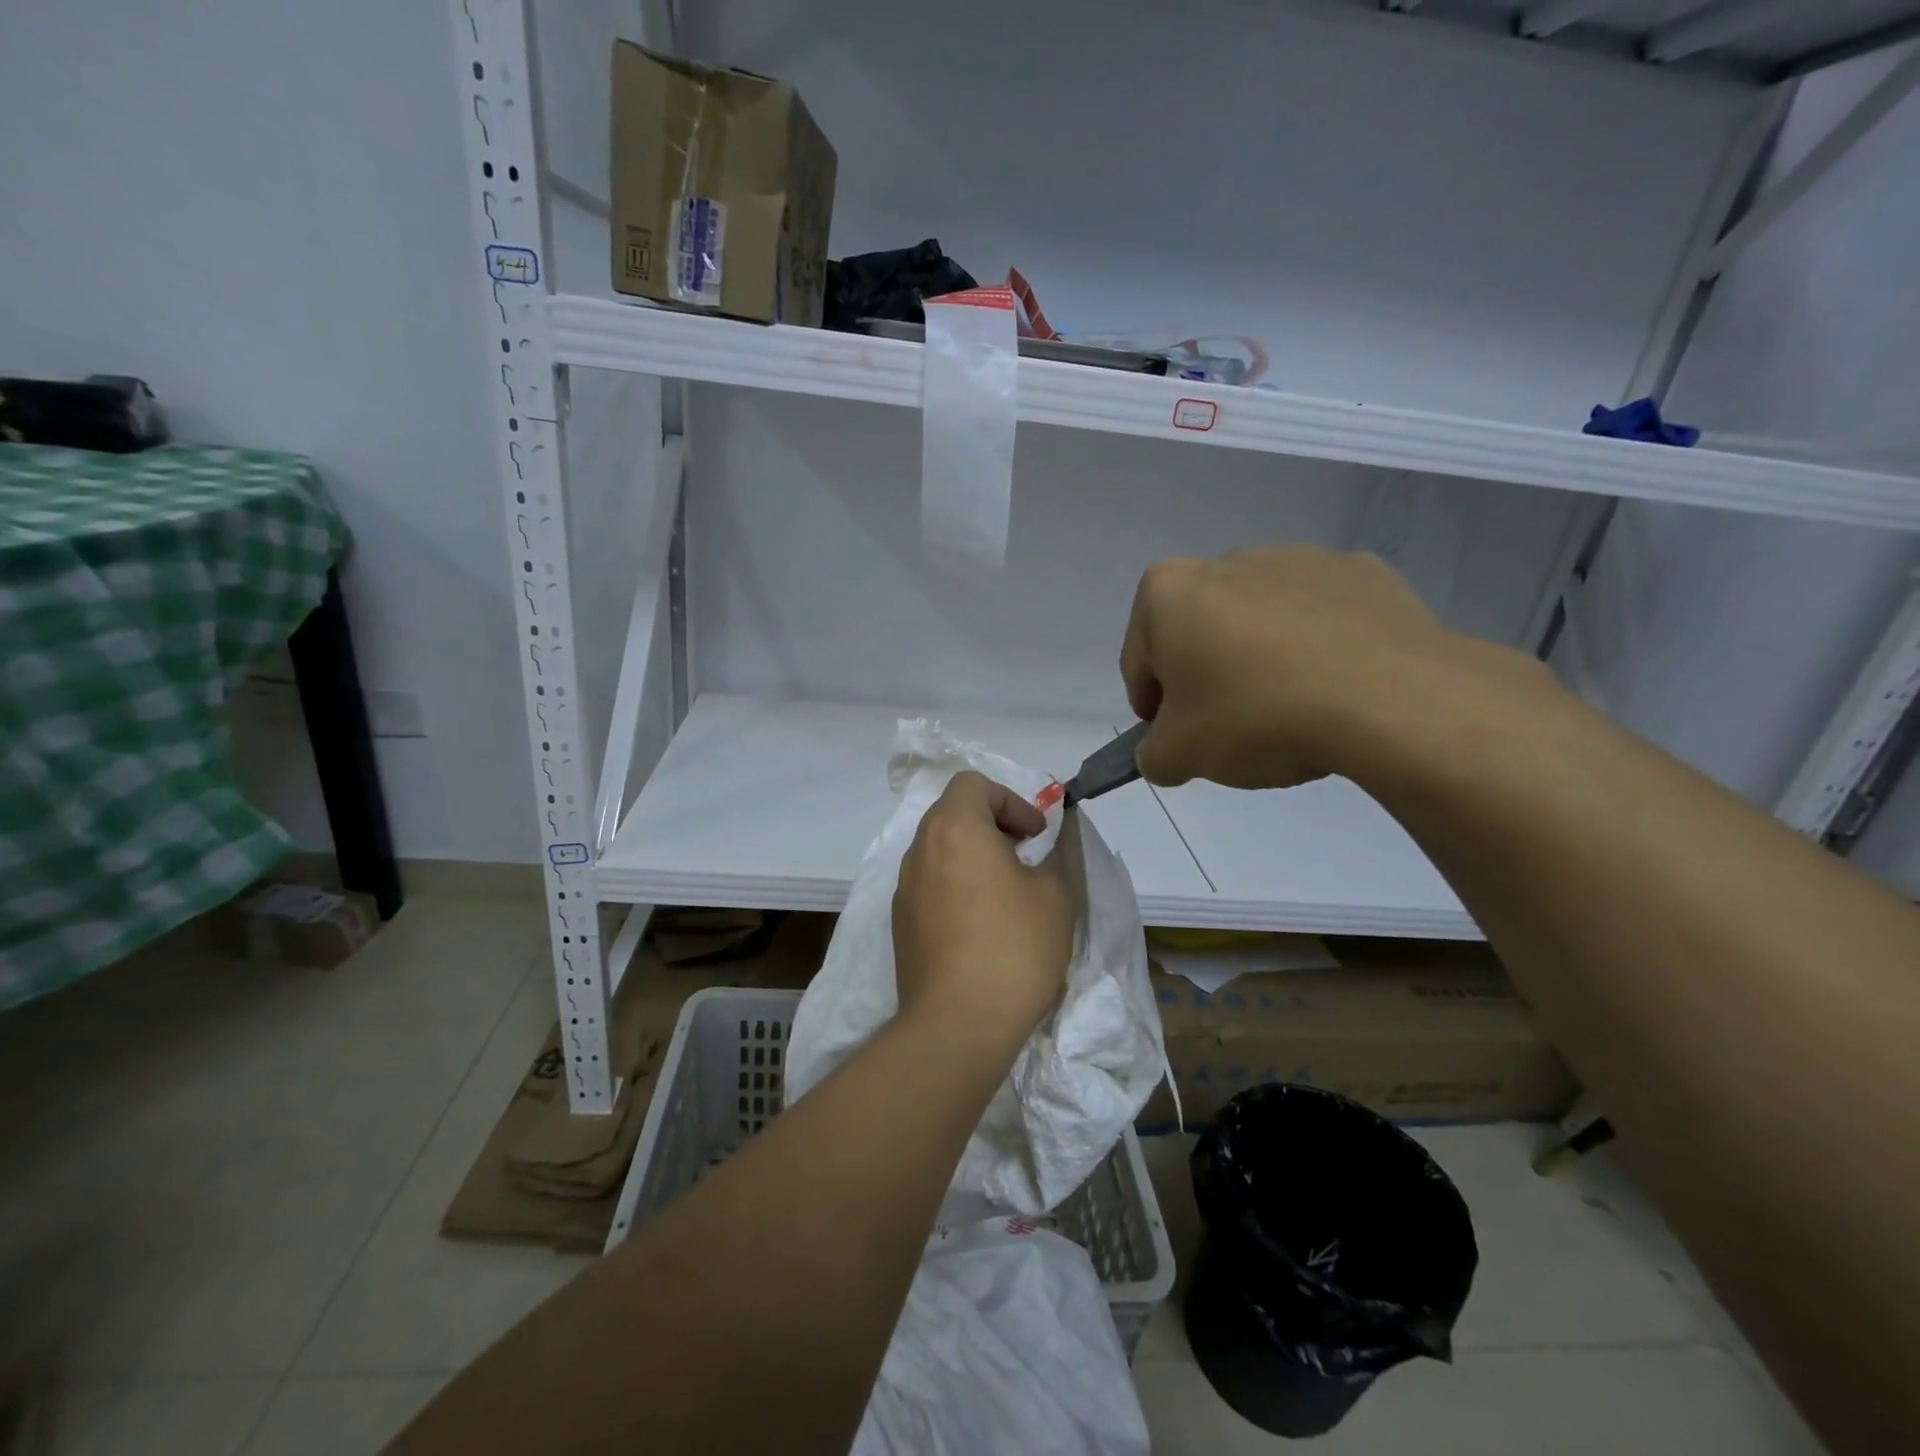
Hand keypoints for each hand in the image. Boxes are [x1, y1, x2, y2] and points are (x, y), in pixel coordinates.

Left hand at [892, 771, 1073, 1049]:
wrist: (957, 1024)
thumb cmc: (1013, 947)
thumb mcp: (1055, 894)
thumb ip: (1052, 857)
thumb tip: (1041, 850)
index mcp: (954, 828)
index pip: (973, 784)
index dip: (1011, 800)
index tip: (1035, 837)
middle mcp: (920, 849)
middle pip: (953, 814)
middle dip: (992, 826)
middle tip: (1024, 858)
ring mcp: (903, 888)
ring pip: (939, 850)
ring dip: (973, 857)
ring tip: (1006, 895)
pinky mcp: (899, 923)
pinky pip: (930, 885)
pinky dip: (955, 887)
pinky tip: (981, 928)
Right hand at [1120, 545, 1538, 788]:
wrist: (1389, 698)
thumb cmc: (1257, 716)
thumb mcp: (1180, 756)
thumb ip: (1153, 755)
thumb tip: (1163, 752)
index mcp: (1167, 592)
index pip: (1139, 661)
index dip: (1153, 709)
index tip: (1179, 740)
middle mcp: (1225, 561)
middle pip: (1198, 633)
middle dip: (1206, 677)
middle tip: (1232, 728)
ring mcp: (1297, 558)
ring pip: (1257, 620)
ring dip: (1259, 659)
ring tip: (1290, 710)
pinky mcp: (1359, 570)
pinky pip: (1318, 616)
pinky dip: (1316, 646)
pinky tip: (1333, 686)